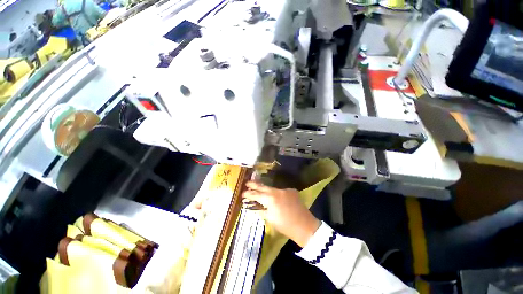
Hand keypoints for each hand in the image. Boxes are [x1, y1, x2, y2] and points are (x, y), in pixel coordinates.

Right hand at [242, 181, 320, 247]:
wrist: (304, 226)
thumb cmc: (285, 225)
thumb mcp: (270, 218)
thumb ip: (261, 209)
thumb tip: (255, 205)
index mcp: (270, 199)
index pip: (256, 194)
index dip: (248, 194)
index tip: (242, 193)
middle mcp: (277, 191)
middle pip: (262, 186)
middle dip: (254, 185)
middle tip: (246, 183)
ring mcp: (285, 189)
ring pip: (272, 188)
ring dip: (265, 189)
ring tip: (259, 189)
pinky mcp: (291, 190)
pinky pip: (281, 191)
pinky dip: (276, 194)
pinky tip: (276, 198)